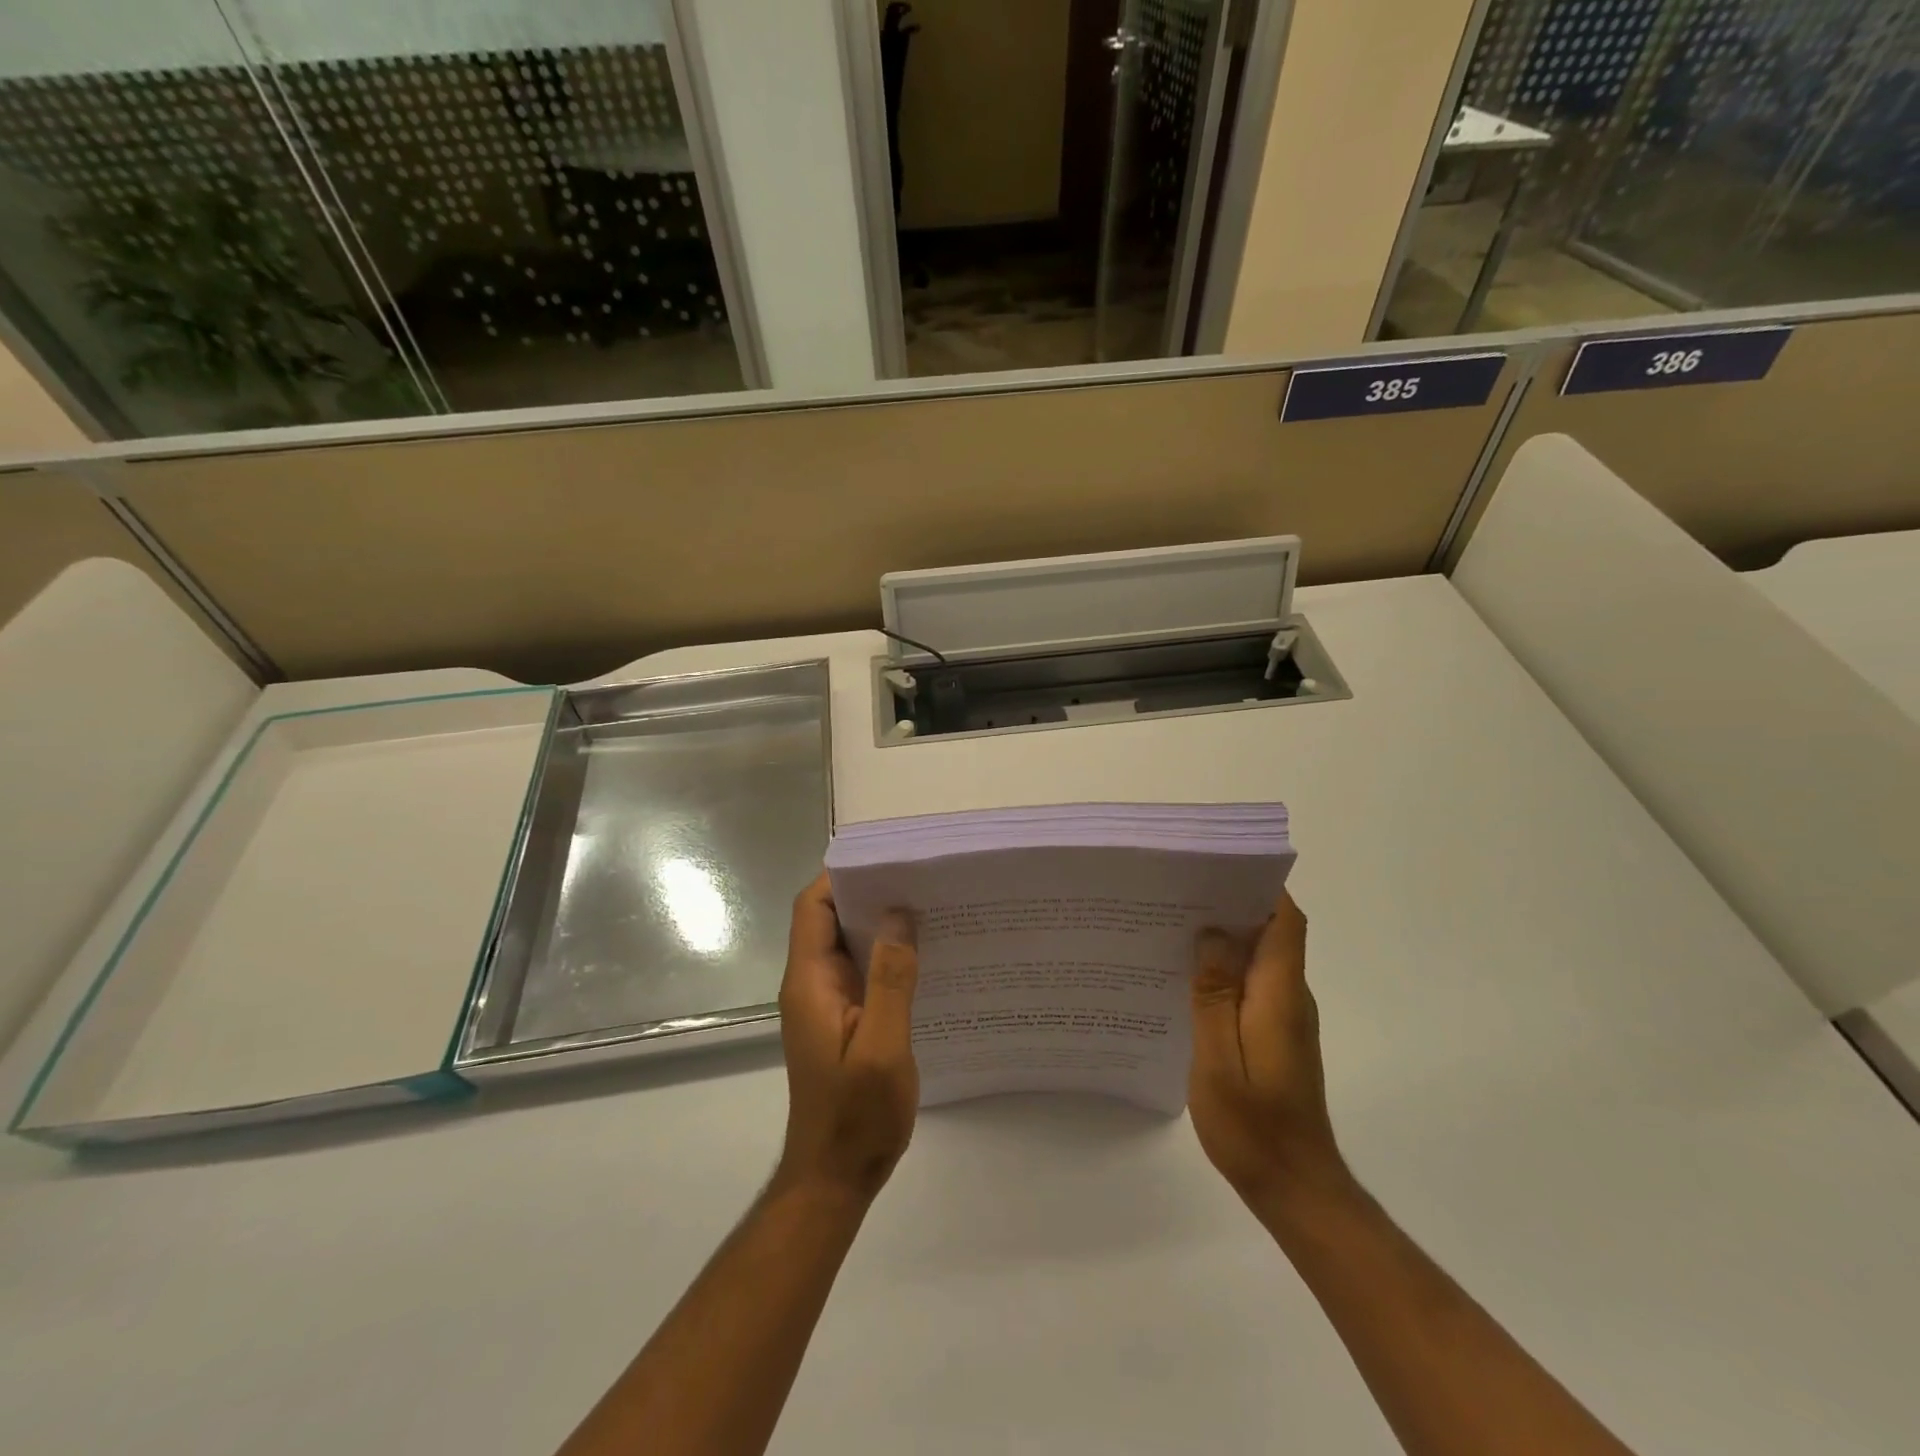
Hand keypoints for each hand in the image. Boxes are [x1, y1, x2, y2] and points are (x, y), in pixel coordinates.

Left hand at [774, 872, 919, 1202]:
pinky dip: (884, 955)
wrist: (835, 1177)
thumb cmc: (856, 1116)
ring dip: (879, 924)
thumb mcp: (883, 1047)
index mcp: (810, 982)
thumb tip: (898, 914)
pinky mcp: (841, 1020)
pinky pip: (860, 971)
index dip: (842, 877)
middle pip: (829, 919)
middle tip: (919, 878)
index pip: (813, 908)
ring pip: (847, 944)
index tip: (887, 860)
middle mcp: (811, 984)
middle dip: (868, 893)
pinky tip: (921, 956)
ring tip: (927, 906)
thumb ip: (891, 979)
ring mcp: (824, 1003)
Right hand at [1189, 892, 1348, 1211]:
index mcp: (1280, 994)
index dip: (1259, 887)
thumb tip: (1212, 932)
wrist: (1295, 1188)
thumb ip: (1215, 993)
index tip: (1216, 868)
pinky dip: (1225, 970)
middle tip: (1178, 893)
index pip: (1285, 921)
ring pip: (1260, 957)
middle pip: (1271, 932)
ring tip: (1172, 926)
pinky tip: (1186, 978)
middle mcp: (1291, 997)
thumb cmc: (1254, 1126)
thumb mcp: (1219, 1058)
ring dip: (1225, 937)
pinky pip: (1252, 984)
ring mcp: (1286, 1017)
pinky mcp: (1277, 1034)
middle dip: (1231, 904)